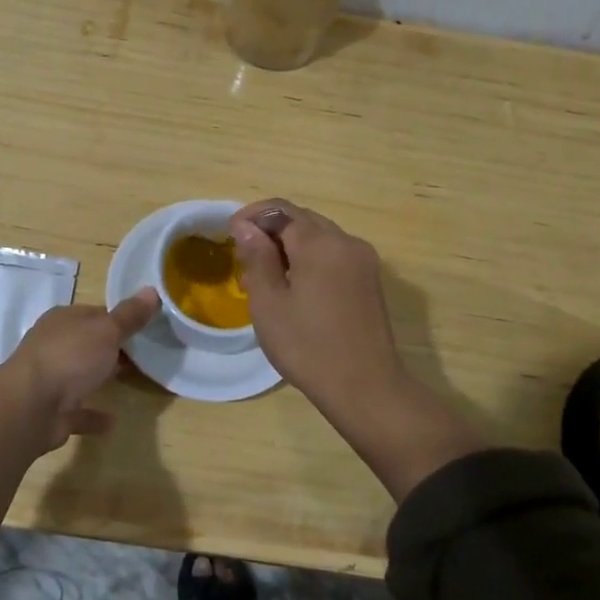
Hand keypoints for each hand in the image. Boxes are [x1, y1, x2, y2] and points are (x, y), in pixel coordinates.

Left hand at [3, 290, 160, 452]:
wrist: (30, 407)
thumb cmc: (70, 357)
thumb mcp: (107, 330)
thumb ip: (129, 316)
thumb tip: (152, 290)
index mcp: (63, 320)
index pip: (96, 313)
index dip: (120, 319)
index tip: (146, 327)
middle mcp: (54, 345)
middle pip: (88, 343)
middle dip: (112, 348)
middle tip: (144, 355)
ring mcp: (51, 379)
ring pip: (80, 375)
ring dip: (100, 378)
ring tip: (131, 381)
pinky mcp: (52, 411)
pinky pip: (78, 411)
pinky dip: (93, 415)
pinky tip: (112, 421)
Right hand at [228, 199, 404, 412]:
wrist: (365, 388)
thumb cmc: (307, 346)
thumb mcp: (269, 302)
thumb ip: (257, 256)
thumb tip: (246, 225)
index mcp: (320, 243)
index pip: (280, 210)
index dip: (252, 216)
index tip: (230, 236)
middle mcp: (346, 242)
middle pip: (302, 220)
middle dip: (270, 232)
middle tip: (245, 261)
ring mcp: (363, 261)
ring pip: (319, 238)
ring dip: (289, 247)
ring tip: (265, 280)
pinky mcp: (369, 281)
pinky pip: (334, 256)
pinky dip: (310, 260)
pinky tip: (295, 289)